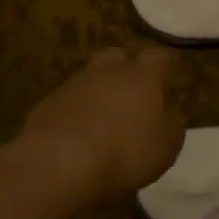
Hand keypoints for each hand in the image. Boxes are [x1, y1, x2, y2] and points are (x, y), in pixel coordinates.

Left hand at [21, 47, 185, 204]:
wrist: (58, 163)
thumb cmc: (124, 152)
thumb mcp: (166, 147)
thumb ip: (171, 126)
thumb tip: (169, 114)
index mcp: (142, 77)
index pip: (159, 56)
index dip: (164, 66)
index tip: (168, 79)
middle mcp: (108, 72)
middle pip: (119, 56)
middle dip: (127, 69)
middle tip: (134, 93)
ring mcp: (74, 85)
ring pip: (91, 77)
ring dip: (99, 91)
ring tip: (104, 119)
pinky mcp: (47, 103)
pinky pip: (68, 100)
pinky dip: (76, 111)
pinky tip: (79, 134)